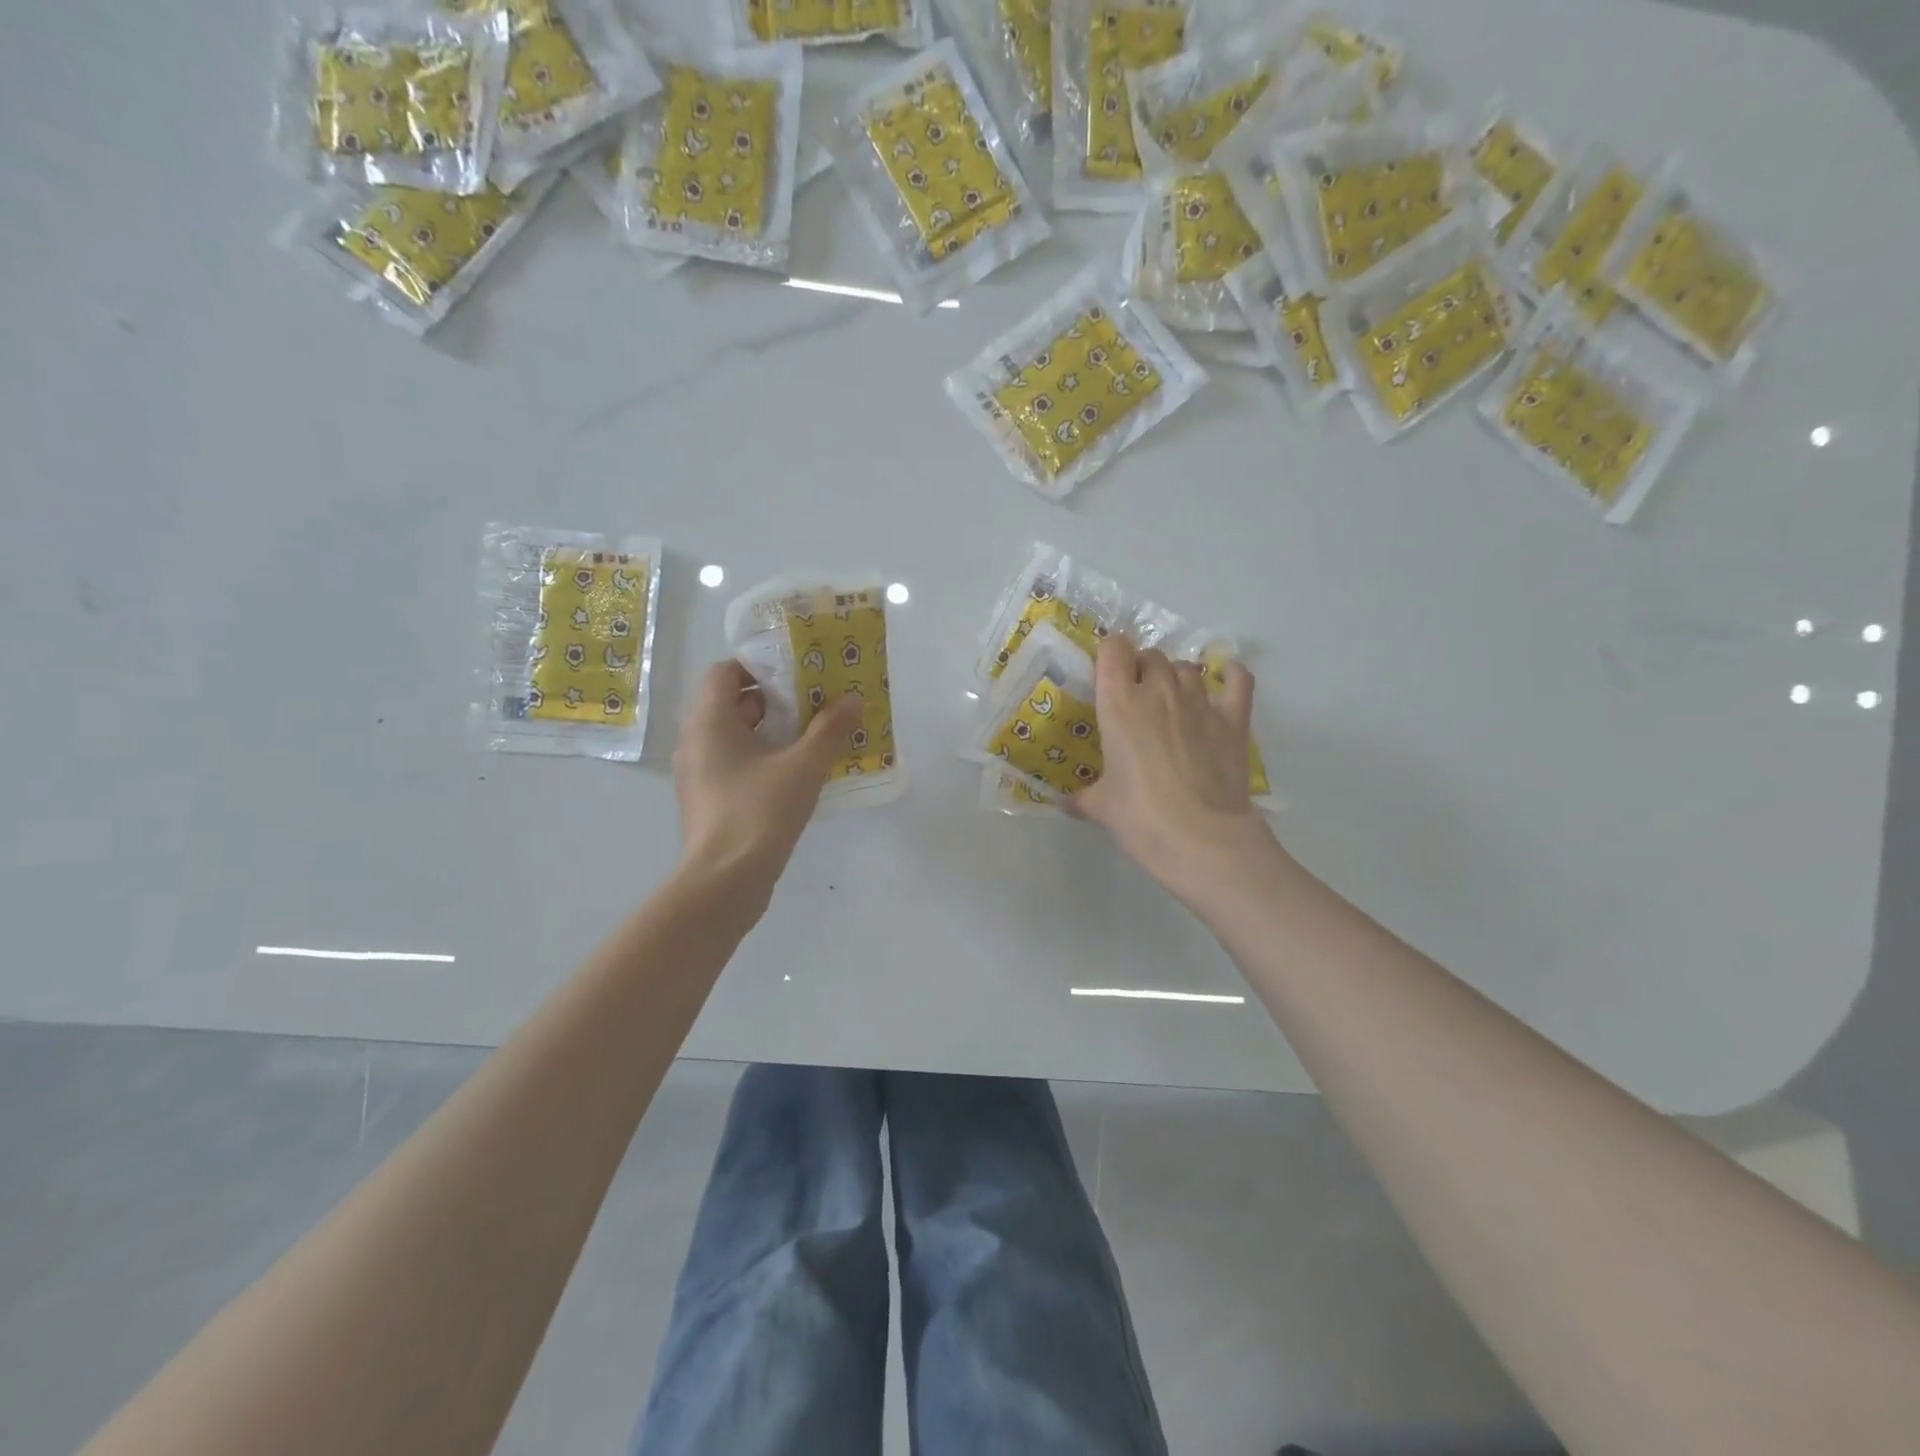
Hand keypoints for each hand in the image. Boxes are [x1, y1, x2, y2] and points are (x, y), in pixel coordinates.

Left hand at [673, 660, 861, 890]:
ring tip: (812, 733)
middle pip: (731, 703)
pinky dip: (761, 758)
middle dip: (773, 699)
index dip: (758, 666)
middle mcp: (695, 741)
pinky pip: (734, 764)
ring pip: (734, 736)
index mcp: (709, 721)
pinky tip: (796, 771)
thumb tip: (854, 699)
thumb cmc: (760, 811)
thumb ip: (830, 729)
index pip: (724, 672)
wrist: (725, 881)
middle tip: (813, 699)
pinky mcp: (707, 800)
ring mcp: (698, 773)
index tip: (795, 670)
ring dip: (770, 730)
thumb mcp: (804, 766)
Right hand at [1067, 637, 1284, 907]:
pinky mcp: (1234, 719)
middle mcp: (1159, 691)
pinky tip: (1224, 681)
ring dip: (1177, 677)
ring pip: (1187, 667)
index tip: (1105, 675)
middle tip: (1136, 698)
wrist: (1201, 838)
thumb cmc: (1140, 817)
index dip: (1109, 655)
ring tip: (1172, 701)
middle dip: (1142, 669)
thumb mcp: (1100, 807)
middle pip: (1152, 655)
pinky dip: (1230, 675)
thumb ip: (1081, 798)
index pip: (1113, 648)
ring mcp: (1201, 702)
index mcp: (1120, 703)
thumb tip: (1066, 803)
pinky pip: (1237, 679)